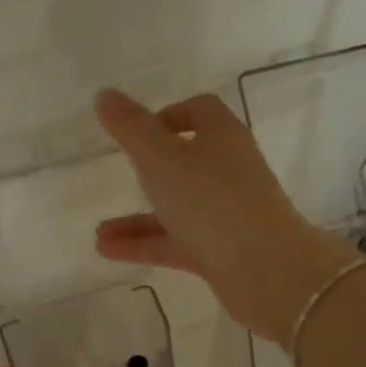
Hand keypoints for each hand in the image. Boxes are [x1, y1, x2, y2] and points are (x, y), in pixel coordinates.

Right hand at [93, 88, 360, 343]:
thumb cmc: (211, 201)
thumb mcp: (161, 158)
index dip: (169, 114)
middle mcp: (229, 171)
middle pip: (188, 162)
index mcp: (222, 137)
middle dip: (150, 170)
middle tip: (121, 175)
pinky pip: (177, 242)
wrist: (266, 271)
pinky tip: (108, 251)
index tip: (138, 132)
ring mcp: (228, 214)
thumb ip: (131, 128)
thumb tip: (105, 95)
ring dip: (138, 218)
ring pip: (177, 208)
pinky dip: (145, 244)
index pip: (201, 110)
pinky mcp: (223, 251)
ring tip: (99, 233)